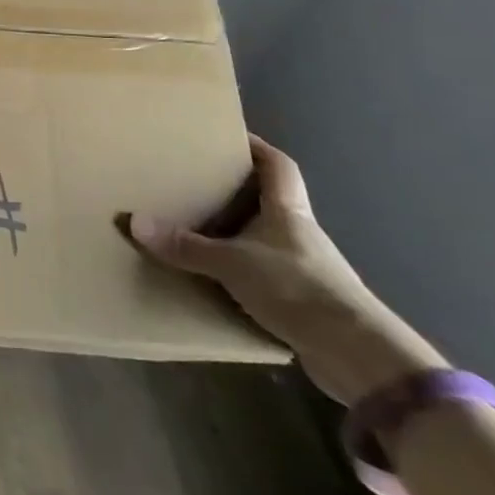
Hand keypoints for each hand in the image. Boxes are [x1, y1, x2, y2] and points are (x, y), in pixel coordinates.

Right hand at [126, 135, 445, 405]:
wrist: (360, 358)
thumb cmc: (298, 289)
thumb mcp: (233, 263)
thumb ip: (185, 245)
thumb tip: (134, 222)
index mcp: (288, 211)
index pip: (278, 166)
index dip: (257, 147)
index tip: (229, 136)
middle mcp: (300, 234)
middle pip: (269, 200)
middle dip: (236, 191)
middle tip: (196, 181)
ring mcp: (306, 270)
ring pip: (266, 239)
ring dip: (238, 235)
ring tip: (197, 230)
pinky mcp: (305, 304)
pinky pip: (266, 276)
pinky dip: (242, 273)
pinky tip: (217, 280)